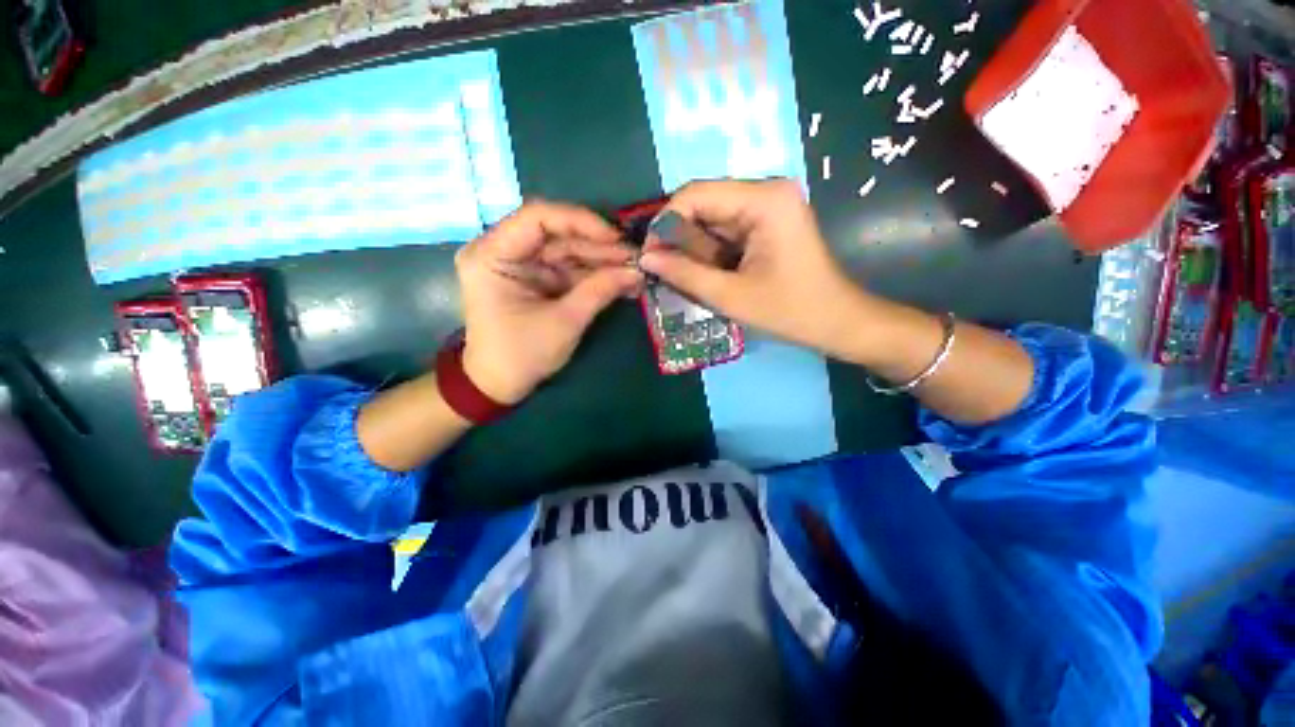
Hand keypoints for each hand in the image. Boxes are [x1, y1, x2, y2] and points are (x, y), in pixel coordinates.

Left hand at [456, 201, 642, 404]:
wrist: (500, 384)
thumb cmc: (522, 355)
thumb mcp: (564, 322)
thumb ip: (599, 291)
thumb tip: (637, 271)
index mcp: (492, 255)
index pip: (537, 217)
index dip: (580, 221)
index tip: (616, 238)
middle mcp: (503, 250)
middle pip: (557, 234)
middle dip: (599, 247)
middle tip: (636, 258)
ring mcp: (521, 264)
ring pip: (568, 251)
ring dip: (602, 261)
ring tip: (635, 271)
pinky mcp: (536, 278)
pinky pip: (569, 268)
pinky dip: (595, 275)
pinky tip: (622, 281)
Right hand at [638, 179, 871, 358]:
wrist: (837, 322)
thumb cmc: (790, 311)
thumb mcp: (730, 296)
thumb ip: (684, 274)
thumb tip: (645, 258)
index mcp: (763, 199)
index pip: (695, 194)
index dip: (665, 222)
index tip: (649, 256)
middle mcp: (766, 191)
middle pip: (703, 204)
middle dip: (679, 239)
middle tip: (663, 272)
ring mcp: (768, 205)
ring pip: (712, 219)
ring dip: (694, 248)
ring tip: (687, 278)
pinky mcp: (767, 222)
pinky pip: (725, 229)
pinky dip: (710, 252)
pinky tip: (707, 274)